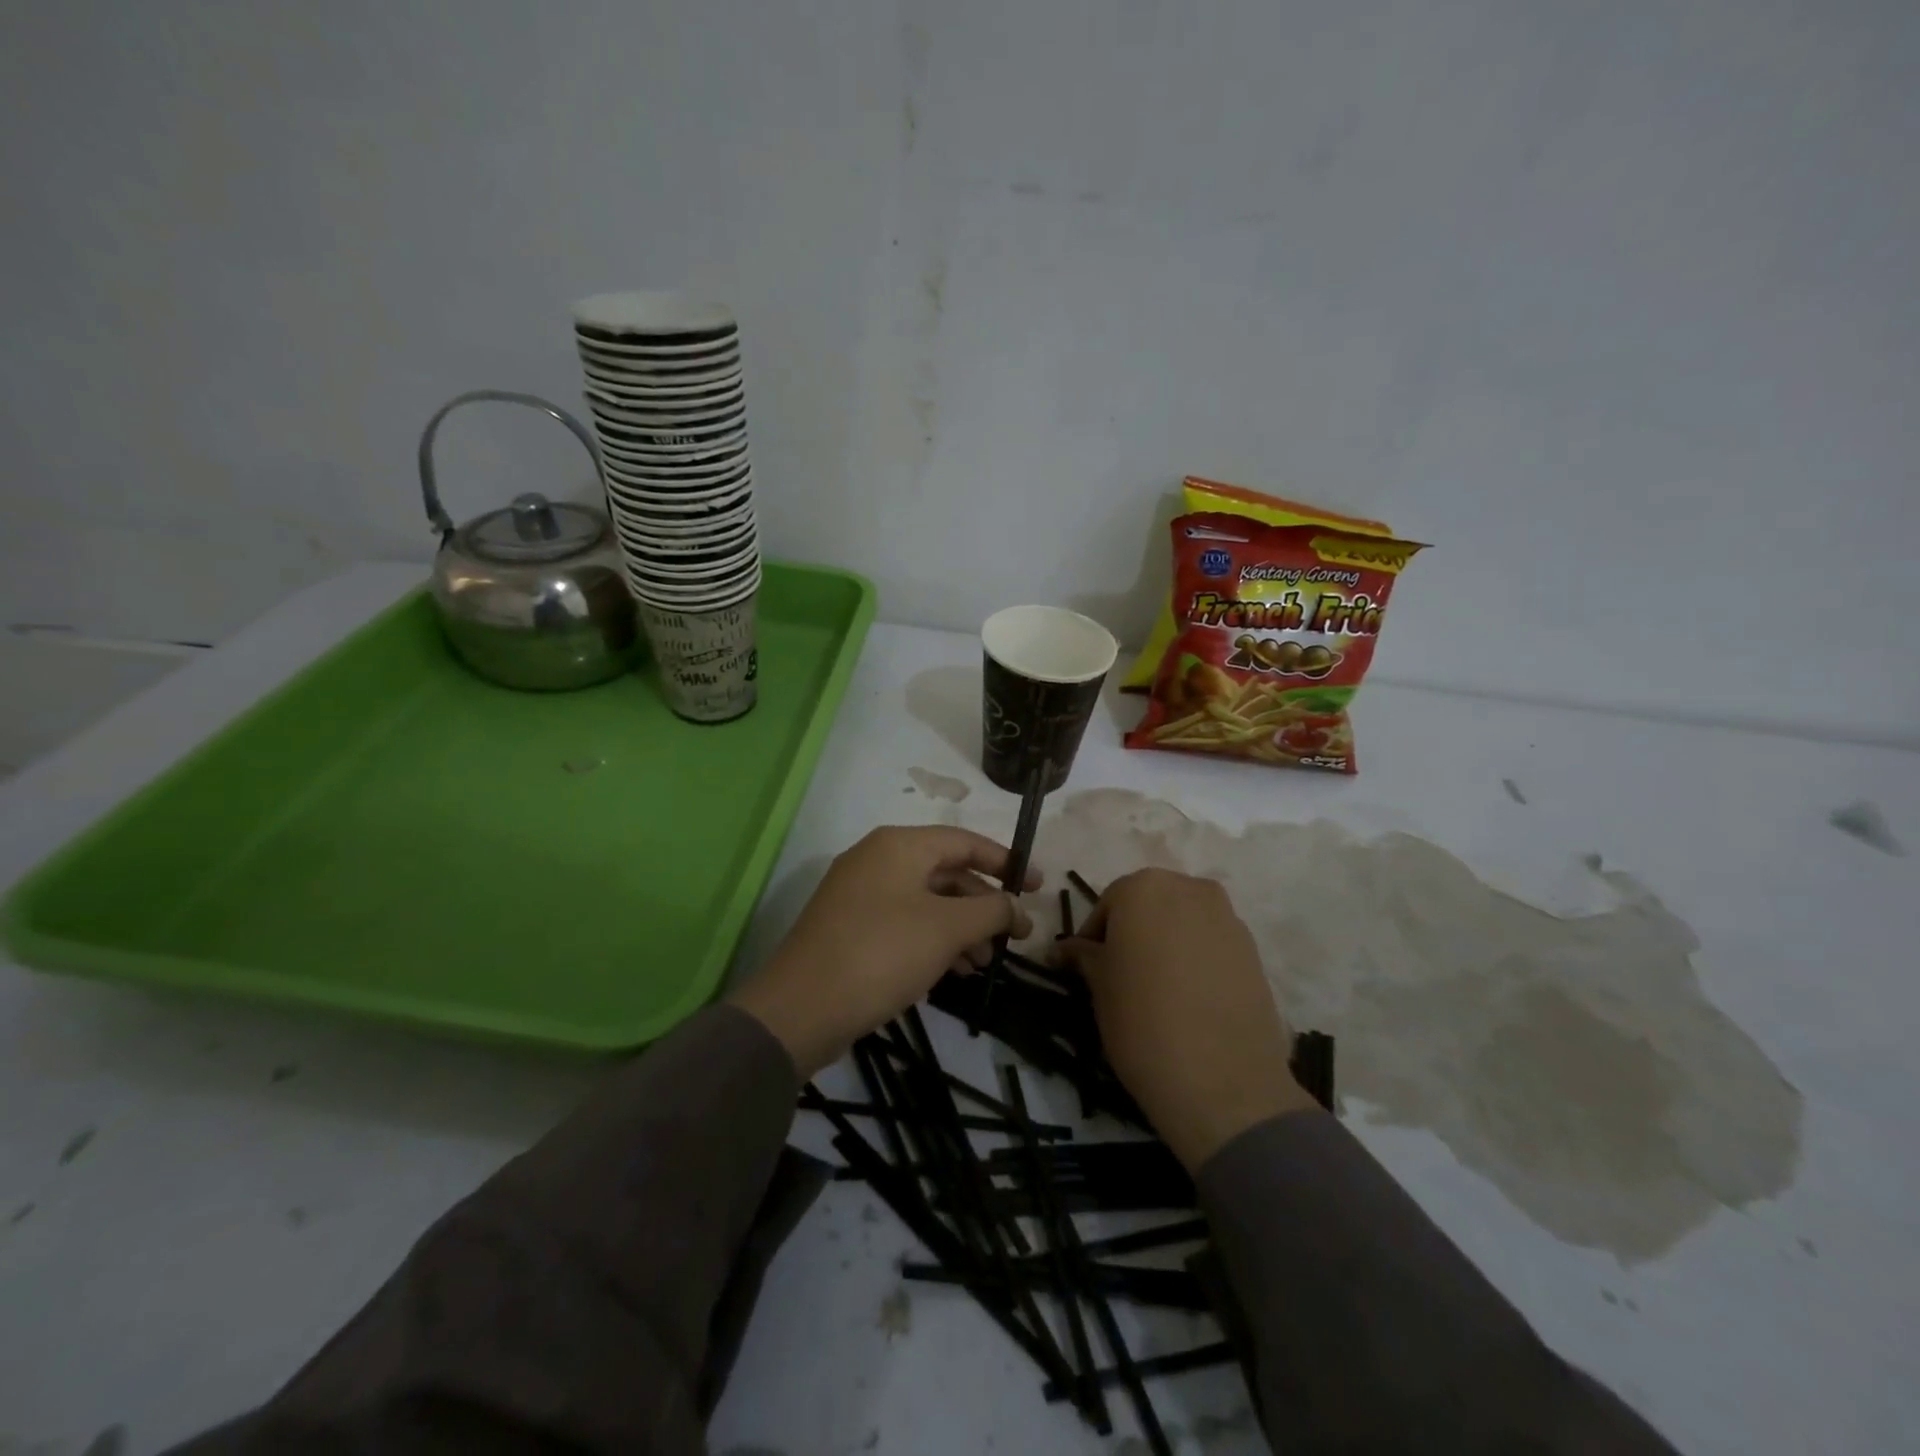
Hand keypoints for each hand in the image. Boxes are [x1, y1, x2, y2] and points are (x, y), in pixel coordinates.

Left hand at [729, 826, 1037, 1077]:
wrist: (801, 1009)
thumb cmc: (882, 953)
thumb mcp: (947, 928)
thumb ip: (990, 911)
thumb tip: (1015, 908)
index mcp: (899, 845)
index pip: (965, 842)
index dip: (1006, 862)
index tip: (1038, 887)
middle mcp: (877, 860)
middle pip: (946, 872)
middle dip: (983, 904)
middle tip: (1014, 936)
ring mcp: (860, 895)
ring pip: (927, 901)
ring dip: (962, 928)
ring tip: (984, 963)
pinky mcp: (851, 928)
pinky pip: (905, 923)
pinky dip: (934, 940)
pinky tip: (952, 971)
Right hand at [1059, 868, 1315, 1169]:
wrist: (1223, 1081)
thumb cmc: (1142, 1021)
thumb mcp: (1099, 986)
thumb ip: (1083, 957)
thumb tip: (1062, 949)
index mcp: (1143, 888)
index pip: (1107, 905)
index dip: (1093, 938)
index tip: (1087, 969)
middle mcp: (1188, 888)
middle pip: (1149, 905)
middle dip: (1133, 933)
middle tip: (1121, 975)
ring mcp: (1227, 916)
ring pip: (1183, 922)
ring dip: (1166, 943)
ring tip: (1157, 988)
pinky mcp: (1253, 949)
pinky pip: (1211, 943)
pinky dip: (1196, 958)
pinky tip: (1189, 997)